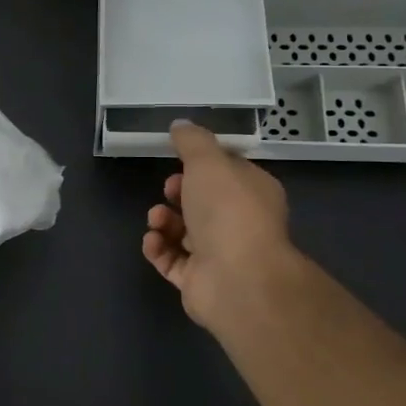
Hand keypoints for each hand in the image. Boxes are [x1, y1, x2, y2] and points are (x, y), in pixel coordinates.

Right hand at [143, 120, 300, 343]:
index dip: (201, 165)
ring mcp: (219, 254)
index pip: (227, 173)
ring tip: (157, 219)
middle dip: (178, 192)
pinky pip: (170, 260)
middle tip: (169, 190)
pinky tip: (152, 240)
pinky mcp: (197, 280)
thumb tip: (180, 125)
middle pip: (201, 202)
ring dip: (163, 220)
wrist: (237, 278)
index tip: (179, 160)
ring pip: (183, 231)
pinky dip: (158, 248)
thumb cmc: (229, 211)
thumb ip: (192, 141)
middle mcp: (239, 223)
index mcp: (253, 192)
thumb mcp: (208, 161)